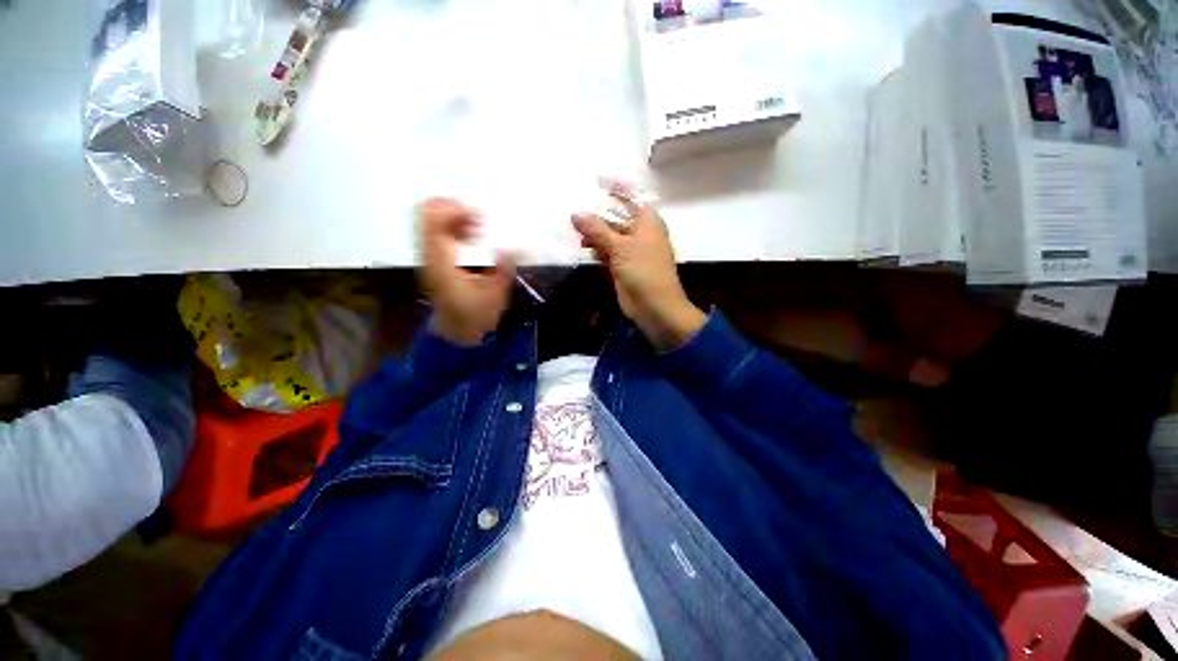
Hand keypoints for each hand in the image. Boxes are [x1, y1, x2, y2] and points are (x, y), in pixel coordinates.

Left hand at [418, 198, 515, 345]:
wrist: (457, 332)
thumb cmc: (477, 316)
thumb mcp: (496, 296)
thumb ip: (503, 269)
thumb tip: (511, 247)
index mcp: (442, 263)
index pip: (434, 221)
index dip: (455, 209)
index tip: (480, 215)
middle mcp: (429, 255)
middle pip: (426, 212)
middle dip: (453, 208)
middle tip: (479, 218)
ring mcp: (427, 256)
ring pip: (429, 219)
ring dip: (454, 216)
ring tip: (478, 227)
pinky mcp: (432, 259)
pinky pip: (434, 230)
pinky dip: (452, 226)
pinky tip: (471, 237)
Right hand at [572, 182, 705, 349]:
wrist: (655, 307)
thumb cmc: (643, 271)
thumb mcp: (620, 247)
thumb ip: (597, 230)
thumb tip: (575, 213)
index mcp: (647, 221)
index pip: (631, 197)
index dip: (615, 187)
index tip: (596, 179)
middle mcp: (640, 233)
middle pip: (616, 217)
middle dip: (598, 215)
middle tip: (576, 214)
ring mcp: (632, 251)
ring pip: (610, 236)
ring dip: (595, 235)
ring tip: (577, 234)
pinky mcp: (624, 267)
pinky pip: (608, 253)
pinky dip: (598, 250)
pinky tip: (586, 249)